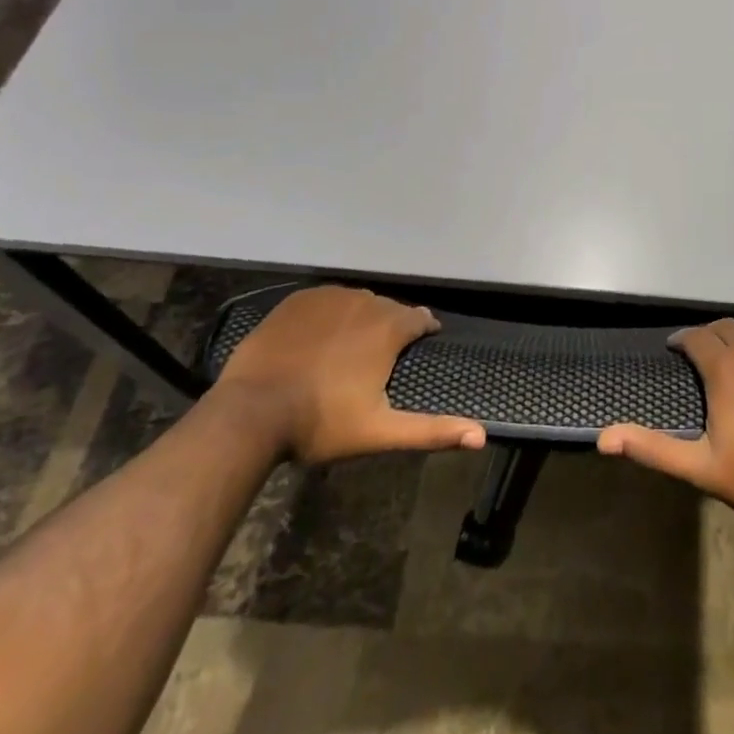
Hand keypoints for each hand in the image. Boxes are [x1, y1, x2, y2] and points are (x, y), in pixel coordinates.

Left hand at [214, 286, 485, 463]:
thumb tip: (482, 436)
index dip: (424, 331)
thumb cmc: (322, 422)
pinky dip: (329, 314)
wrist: (252, 411)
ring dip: (361, 319)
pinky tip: (319, 337)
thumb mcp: (380, 431)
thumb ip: (432, 430)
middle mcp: (364, 302)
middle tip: (379, 357)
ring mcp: (328, 297)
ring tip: (350, 347)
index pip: (420, 318)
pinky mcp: (298, 300)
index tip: (422, 343)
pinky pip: (325, 300)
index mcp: (389, 328)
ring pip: (357, 302)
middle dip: (390, 327)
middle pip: (388, 309)